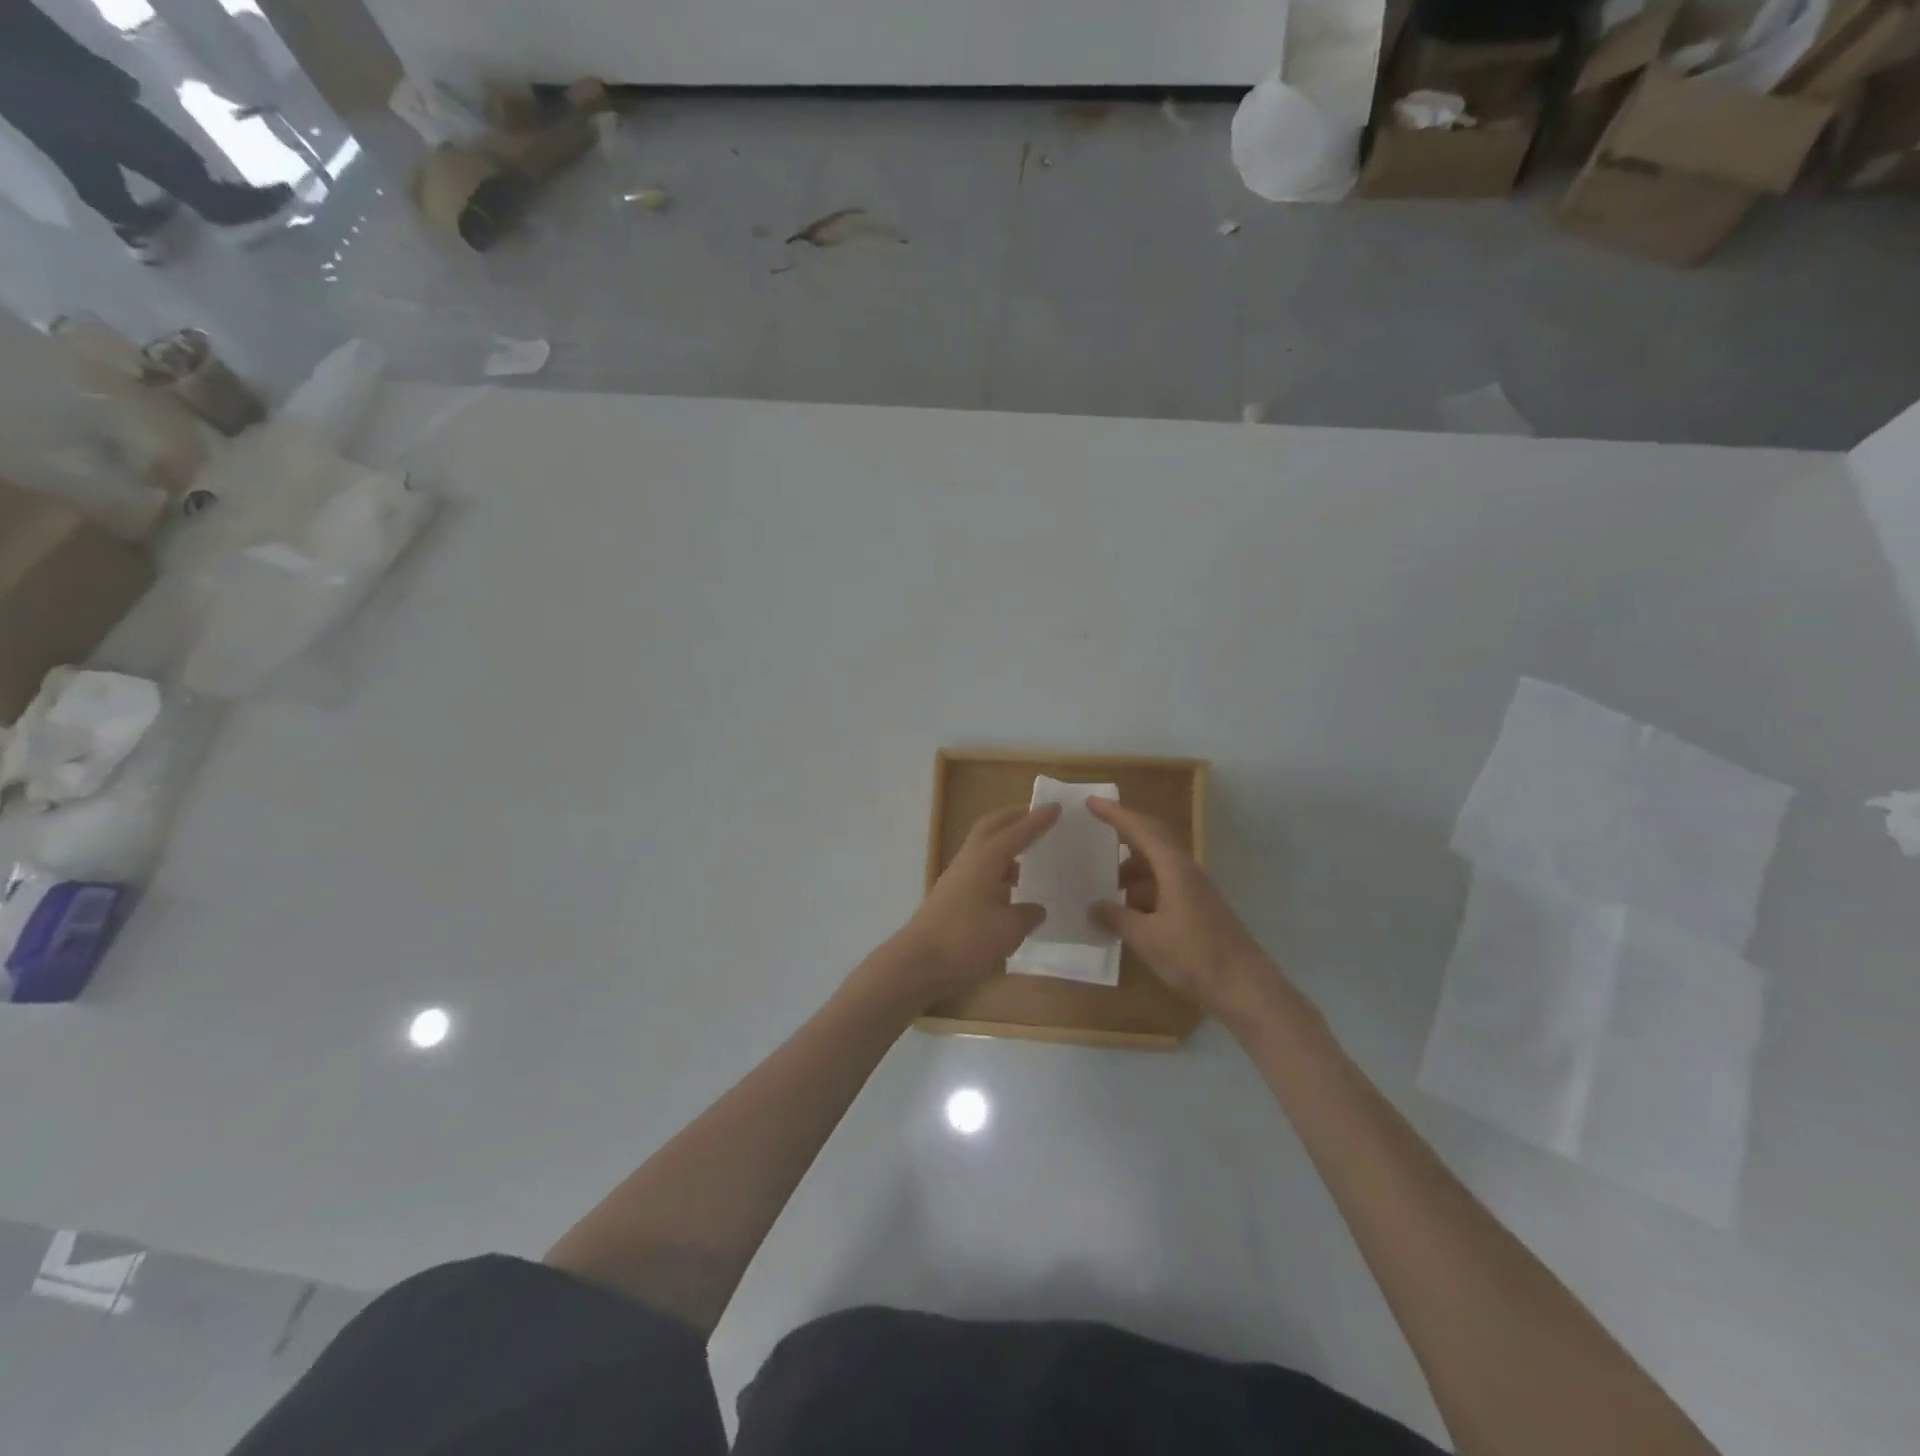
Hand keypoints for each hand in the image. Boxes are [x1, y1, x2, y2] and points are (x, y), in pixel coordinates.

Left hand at [888, 802, 1062, 1008]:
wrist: (916, 964)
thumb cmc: (965, 940)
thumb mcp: (1007, 930)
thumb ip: (1026, 915)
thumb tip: (1036, 908)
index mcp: (986, 859)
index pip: (1017, 832)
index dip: (1037, 820)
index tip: (1056, 807)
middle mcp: (970, 860)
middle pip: (991, 827)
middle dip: (1014, 818)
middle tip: (1038, 816)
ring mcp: (956, 878)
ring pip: (983, 848)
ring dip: (1005, 844)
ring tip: (1030, 853)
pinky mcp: (950, 896)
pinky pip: (979, 870)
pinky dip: (998, 869)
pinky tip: (1012, 889)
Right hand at [1086, 798, 1284, 1025]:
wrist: (1245, 989)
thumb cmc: (1194, 956)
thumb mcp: (1146, 937)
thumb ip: (1116, 918)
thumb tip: (1092, 906)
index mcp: (1174, 868)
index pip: (1141, 829)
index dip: (1115, 814)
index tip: (1091, 801)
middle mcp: (1185, 871)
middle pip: (1153, 840)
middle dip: (1124, 833)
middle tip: (1095, 832)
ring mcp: (1195, 891)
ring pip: (1157, 867)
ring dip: (1131, 870)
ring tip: (1102, 883)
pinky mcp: (1198, 910)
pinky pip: (1164, 887)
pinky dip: (1142, 891)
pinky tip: (1126, 911)